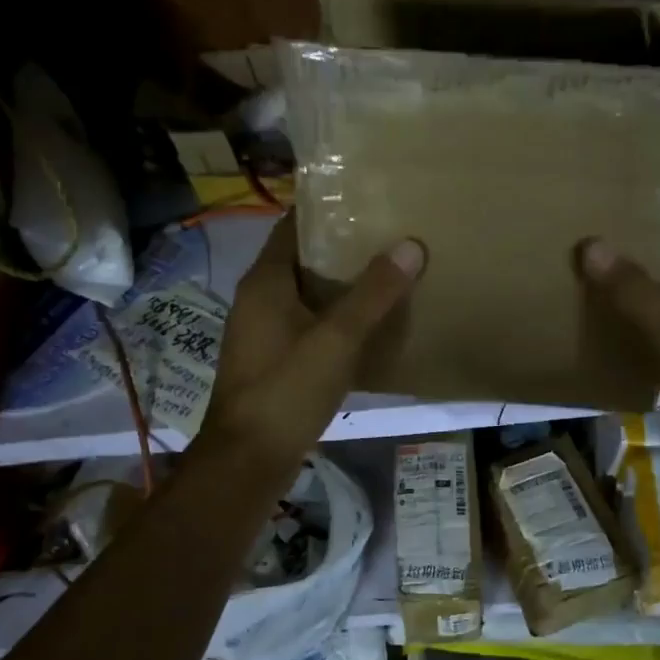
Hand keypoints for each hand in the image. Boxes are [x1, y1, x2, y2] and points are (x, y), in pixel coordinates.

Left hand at [199, 213, 423, 465]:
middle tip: (390, 235)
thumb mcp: (336, 339)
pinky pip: (309, 325)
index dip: (327, 210)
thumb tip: (410, 244)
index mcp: (265, 282)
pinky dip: (336, 318)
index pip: (294, 226)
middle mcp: (259, 300)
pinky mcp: (274, 361)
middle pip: (303, 260)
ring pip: (307, 295)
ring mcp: (264, 333)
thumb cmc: (287, 391)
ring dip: (342, 286)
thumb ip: (373, 294)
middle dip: (343, 248)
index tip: (368, 199)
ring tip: (388, 274)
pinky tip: (369, 325)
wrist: (248, 460)